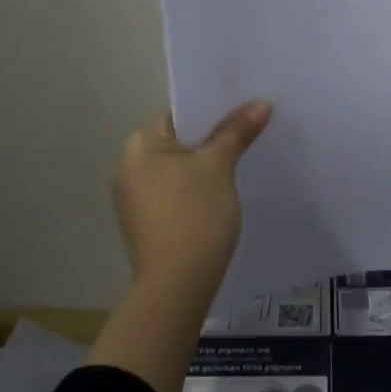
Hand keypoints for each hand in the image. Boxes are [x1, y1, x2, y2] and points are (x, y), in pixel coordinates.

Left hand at [113, 100, 271, 302]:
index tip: (244, 107)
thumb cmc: (194, 215)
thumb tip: (261, 103)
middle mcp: (128, 167)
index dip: (213, 109)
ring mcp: (135, 199)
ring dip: (207, 165)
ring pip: (179, 168)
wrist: (176, 288)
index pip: (180, 114)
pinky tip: (223, 194)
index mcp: (138, 145)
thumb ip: (237, 131)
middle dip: (213, 138)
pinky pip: (176, 192)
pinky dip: (197, 189)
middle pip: (180, 140)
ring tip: (243, 158)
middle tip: (250, 130)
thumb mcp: (219, 166)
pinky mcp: (146, 223)